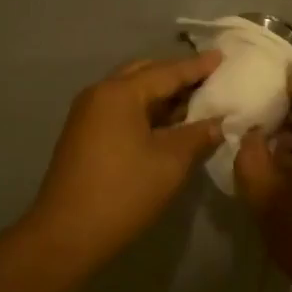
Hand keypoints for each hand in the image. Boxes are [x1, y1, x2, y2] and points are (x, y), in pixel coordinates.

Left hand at [26, 52, 224, 268]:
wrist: (68, 234)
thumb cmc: (124, 192)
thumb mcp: (171, 162)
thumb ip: (198, 135)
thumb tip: (218, 122)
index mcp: (120, 93)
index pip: (167, 72)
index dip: (197, 67)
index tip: (223, 57)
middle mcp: (99, 94)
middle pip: (144, 75)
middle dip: (176, 77)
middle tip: (209, 81)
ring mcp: (87, 116)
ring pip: (131, 94)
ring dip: (161, 97)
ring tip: (194, 102)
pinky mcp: (84, 136)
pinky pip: (121, 112)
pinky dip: (146, 113)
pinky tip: (168, 126)